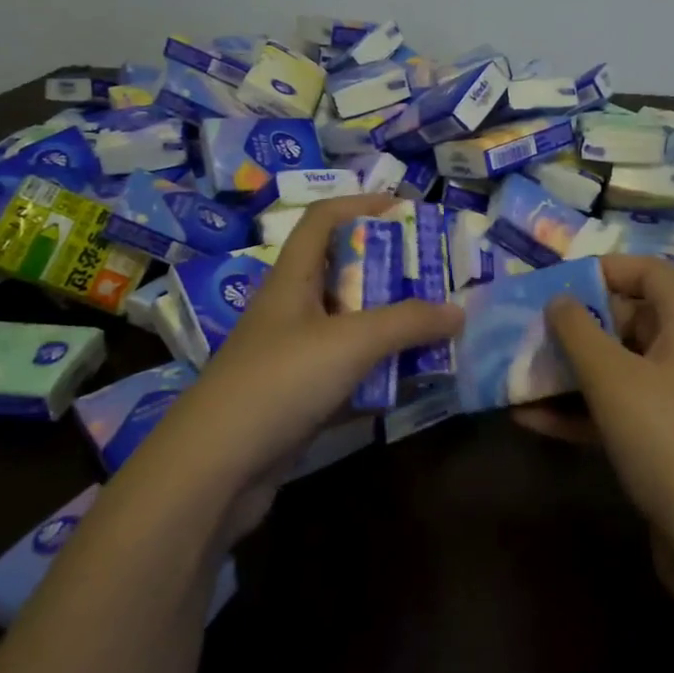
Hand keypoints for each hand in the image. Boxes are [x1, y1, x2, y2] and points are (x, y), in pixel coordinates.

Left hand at [151, 195, 462, 525]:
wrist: (215, 469)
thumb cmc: (279, 382)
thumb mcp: (350, 342)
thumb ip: (407, 322)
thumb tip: (459, 311)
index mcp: (293, 279)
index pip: (323, 220)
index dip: (362, 204)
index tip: (407, 208)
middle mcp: (292, 310)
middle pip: (344, 273)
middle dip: (391, 270)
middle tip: (438, 275)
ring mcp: (294, 357)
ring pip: (351, 326)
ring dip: (391, 325)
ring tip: (438, 325)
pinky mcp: (300, 398)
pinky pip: (349, 372)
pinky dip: (380, 372)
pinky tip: (413, 380)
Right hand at [514, 256, 673, 548]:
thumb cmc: (666, 439)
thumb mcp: (612, 377)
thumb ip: (578, 331)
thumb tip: (558, 300)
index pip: (649, 273)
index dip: (605, 269)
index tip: (557, 282)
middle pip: (624, 321)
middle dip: (573, 325)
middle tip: (524, 330)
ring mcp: (670, 402)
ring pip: (612, 370)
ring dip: (565, 371)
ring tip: (514, 371)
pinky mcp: (656, 443)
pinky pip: (609, 413)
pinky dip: (573, 412)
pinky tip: (526, 418)